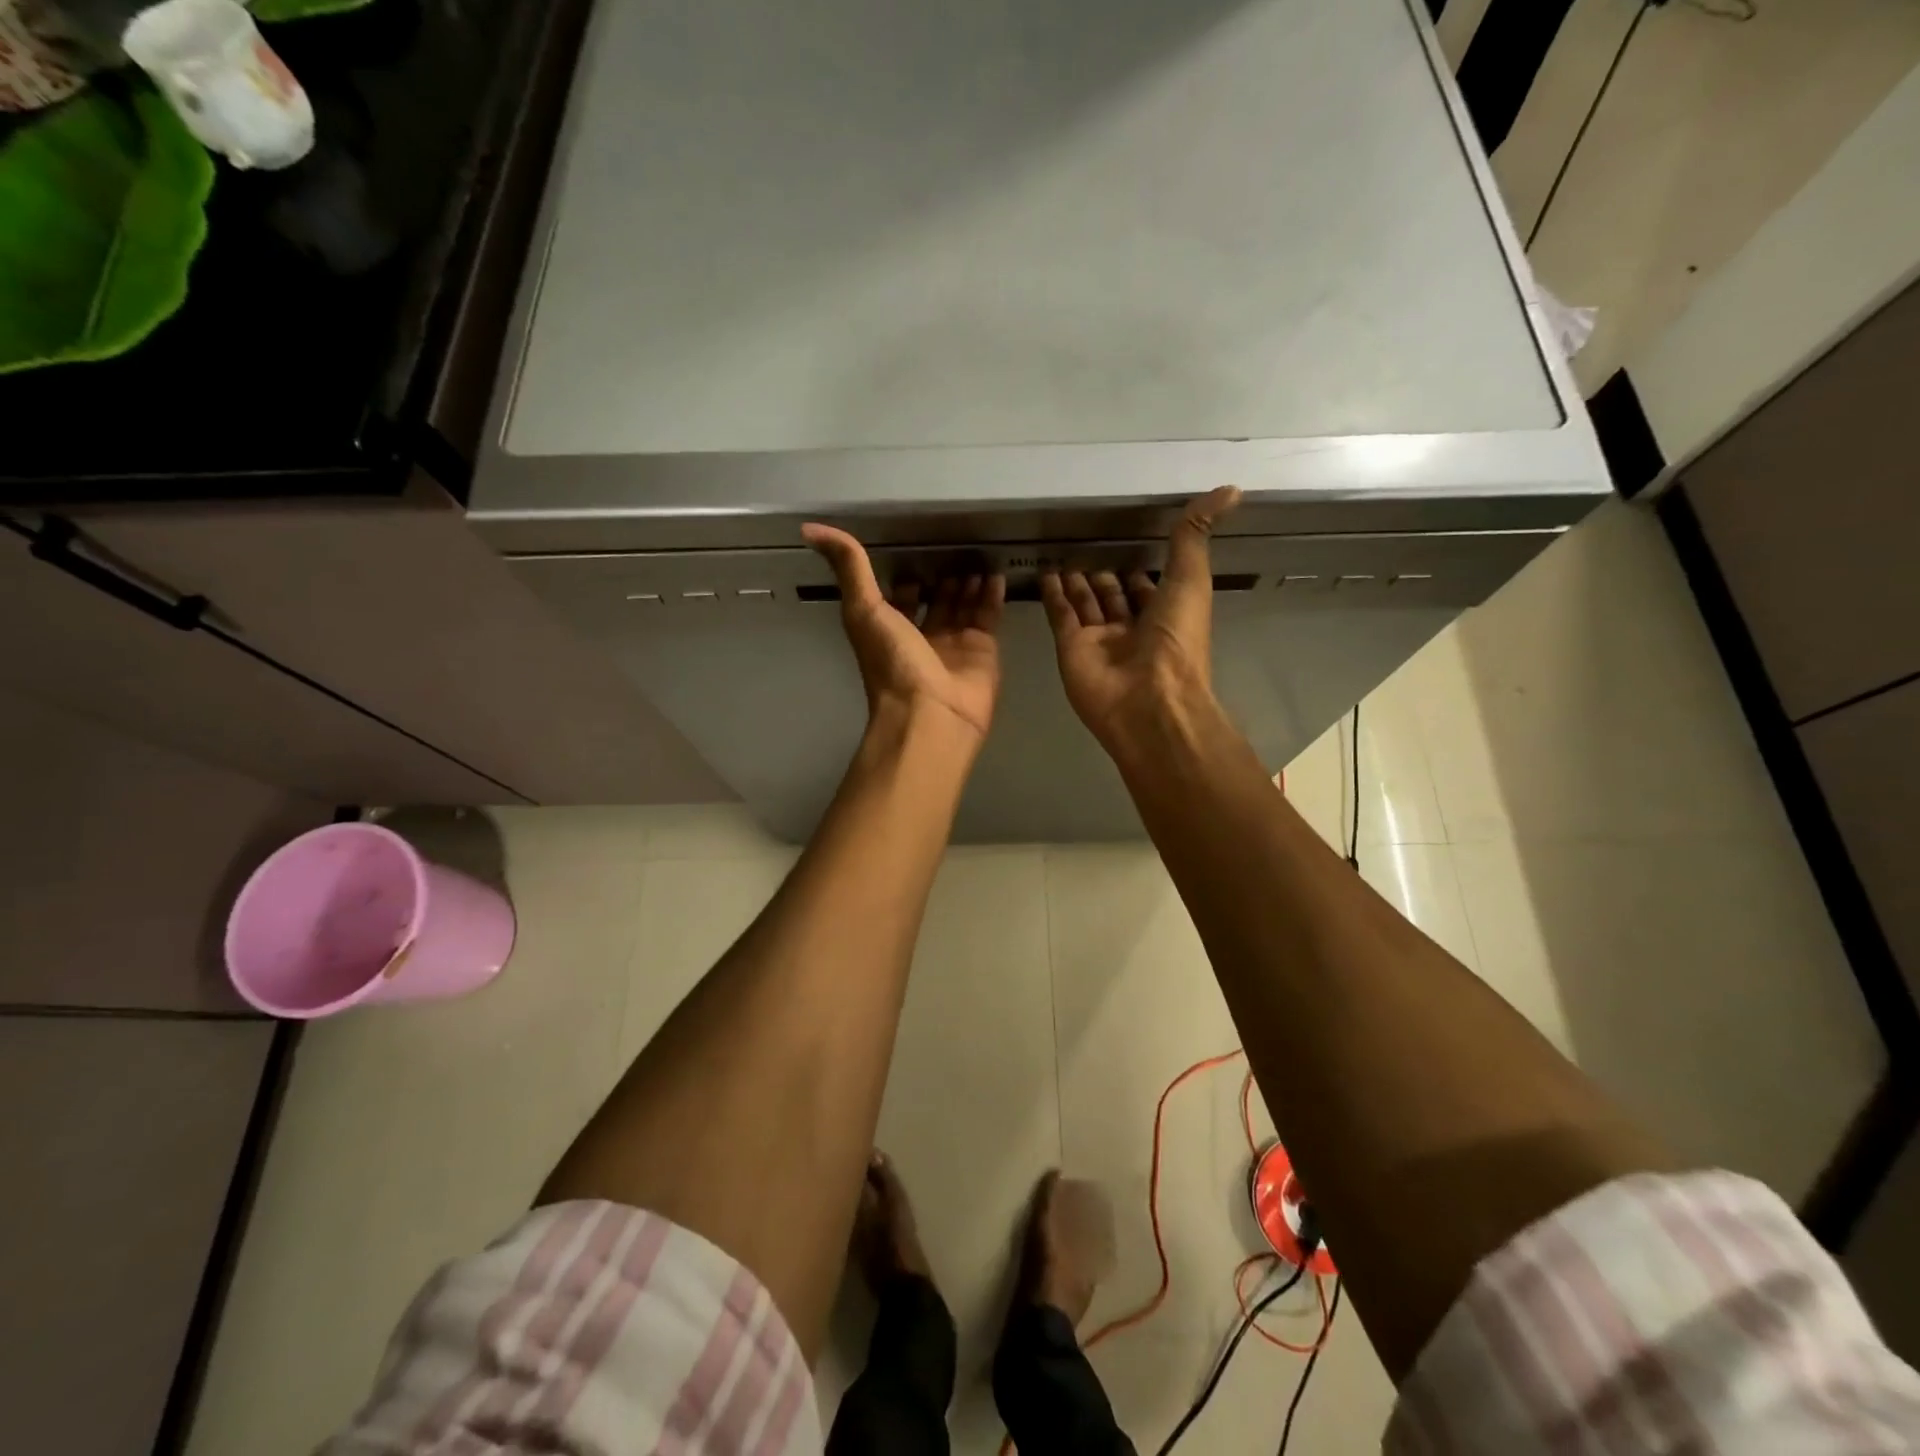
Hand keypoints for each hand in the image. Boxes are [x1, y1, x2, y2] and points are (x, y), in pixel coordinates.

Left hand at [803, 525, 1006, 740]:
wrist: (930, 715)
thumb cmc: (893, 664)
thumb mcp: (863, 609)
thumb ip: (849, 567)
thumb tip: (810, 528)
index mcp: (889, 629)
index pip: (899, 597)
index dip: (906, 575)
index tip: (916, 546)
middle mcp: (921, 636)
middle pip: (935, 600)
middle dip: (944, 576)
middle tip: (957, 544)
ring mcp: (954, 645)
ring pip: (963, 605)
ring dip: (969, 581)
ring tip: (979, 552)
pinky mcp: (983, 651)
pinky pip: (988, 616)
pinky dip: (993, 595)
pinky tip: (996, 573)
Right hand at [1041, 486, 1241, 747]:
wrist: (1147, 701)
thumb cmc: (1176, 640)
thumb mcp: (1191, 579)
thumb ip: (1196, 535)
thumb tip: (1230, 489)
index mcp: (1165, 616)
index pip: (1148, 587)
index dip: (1139, 567)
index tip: (1126, 541)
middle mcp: (1132, 629)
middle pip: (1113, 596)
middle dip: (1103, 574)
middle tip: (1085, 545)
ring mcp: (1099, 641)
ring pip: (1085, 604)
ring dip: (1076, 581)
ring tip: (1062, 553)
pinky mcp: (1071, 649)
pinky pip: (1061, 615)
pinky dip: (1053, 595)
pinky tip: (1046, 571)